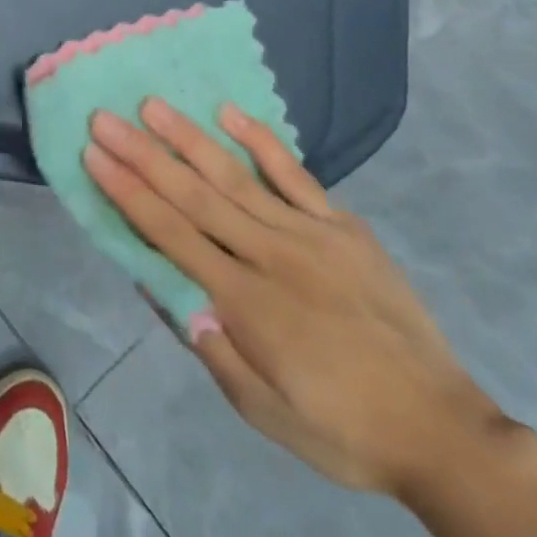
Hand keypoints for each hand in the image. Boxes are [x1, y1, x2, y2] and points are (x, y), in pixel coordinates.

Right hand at [85, 99, 508, 498]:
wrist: (443, 431)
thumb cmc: (342, 428)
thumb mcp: (264, 412)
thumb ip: (211, 346)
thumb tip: (161, 285)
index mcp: (247, 303)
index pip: (171, 234)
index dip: (128, 192)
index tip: (93, 154)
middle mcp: (271, 255)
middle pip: (193, 195)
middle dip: (142, 154)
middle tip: (104, 117)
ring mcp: (310, 234)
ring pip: (236, 175)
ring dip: (188, 137)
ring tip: (152, 104)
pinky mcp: (343, 226)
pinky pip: (295, 175)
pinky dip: (261, 141)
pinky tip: (229, 111)